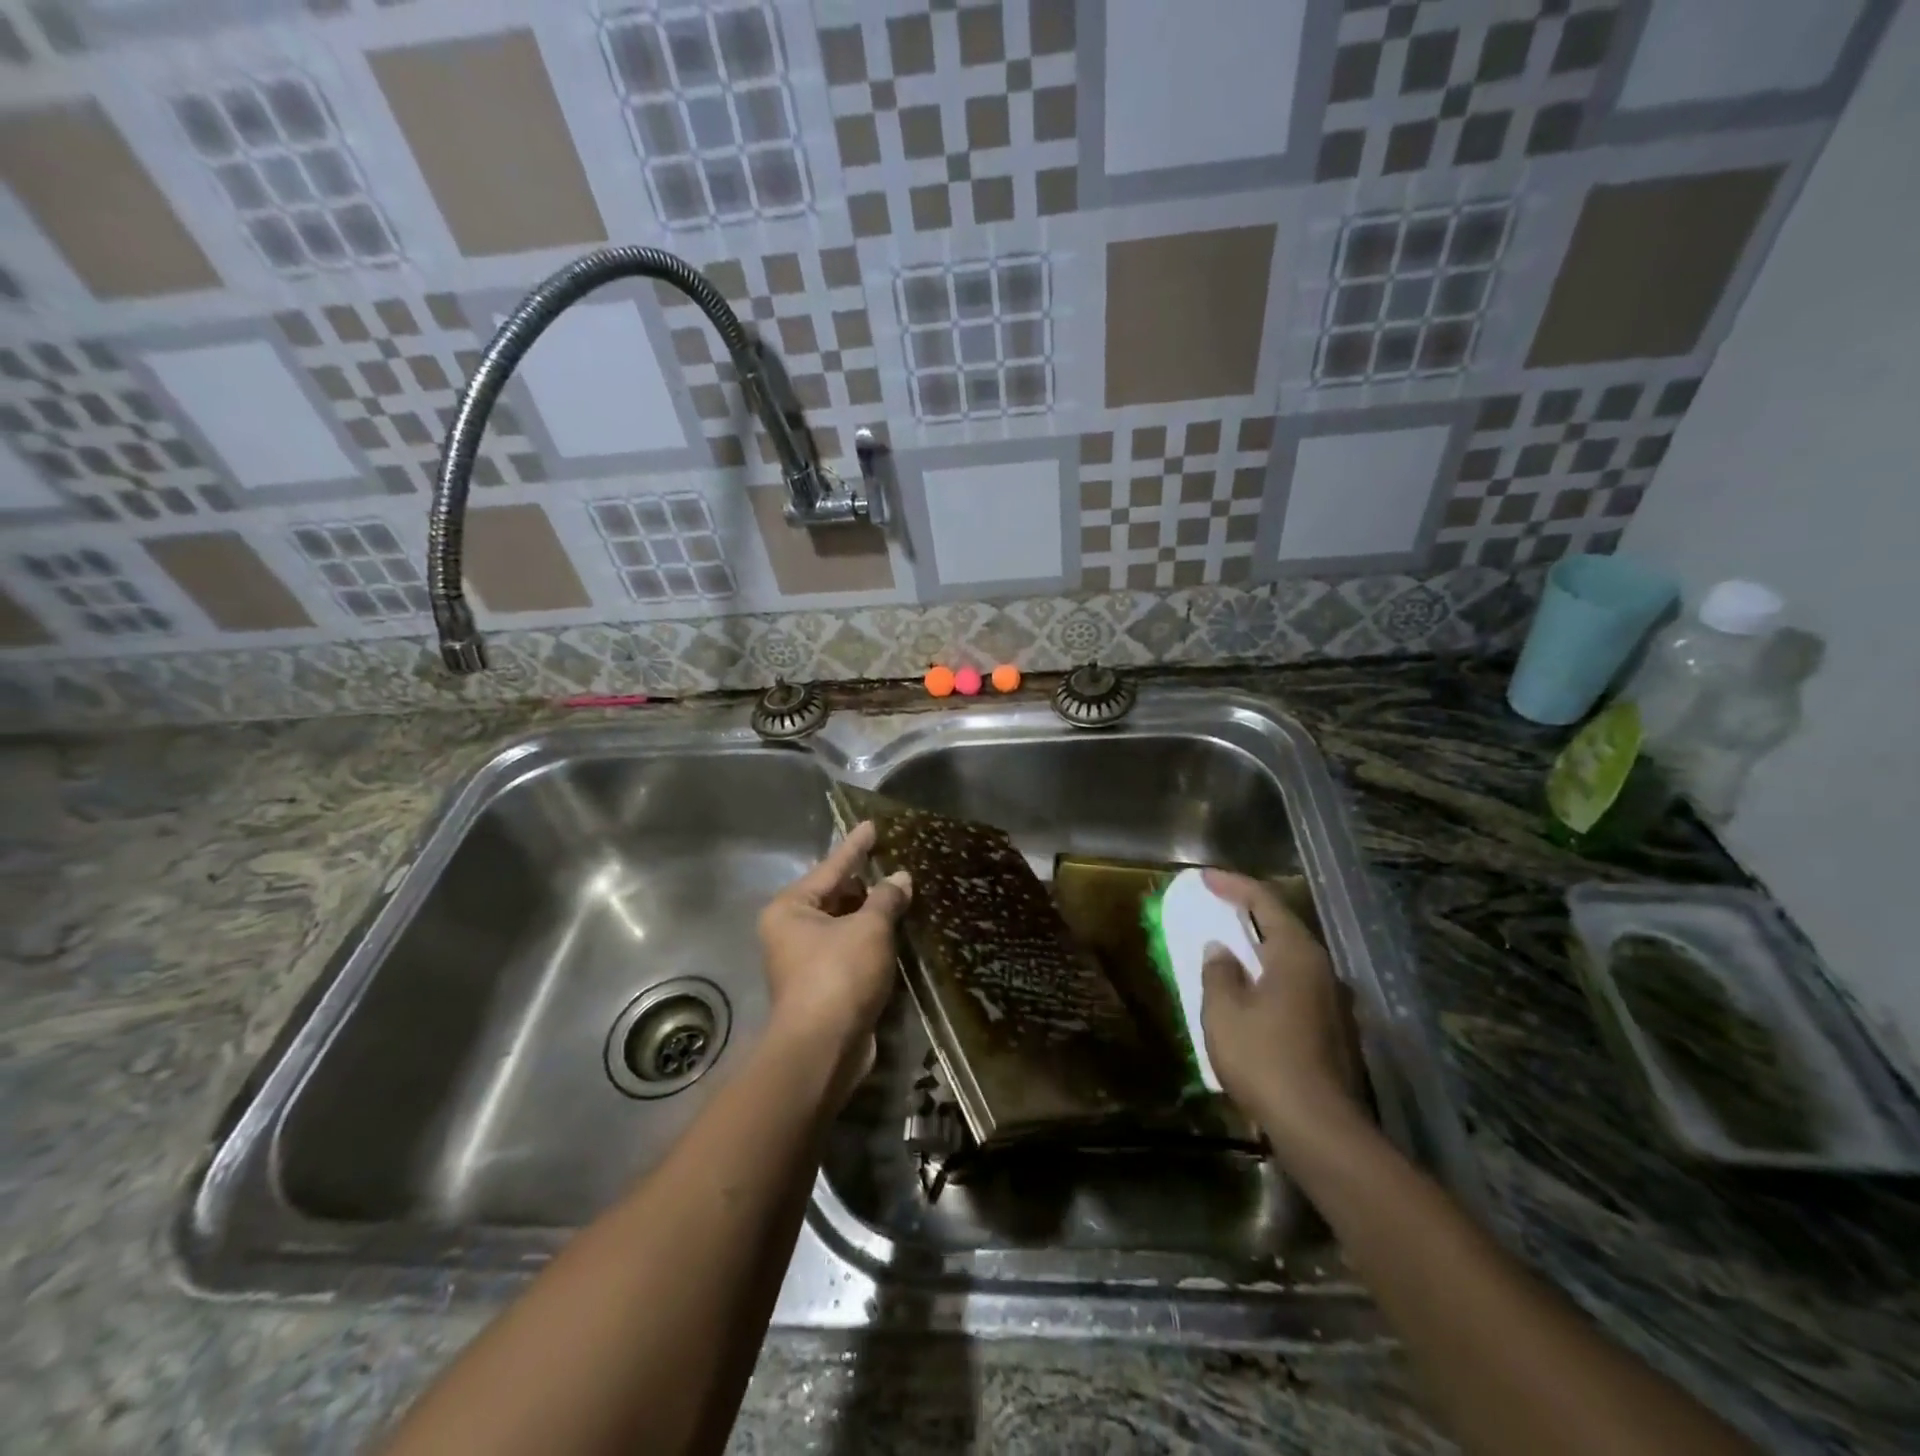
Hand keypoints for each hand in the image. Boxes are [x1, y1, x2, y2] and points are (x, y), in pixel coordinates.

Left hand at [757, 821, 911, 1096]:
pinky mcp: (826, 985)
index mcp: (791, 908)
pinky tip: (899, 928)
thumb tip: (900, 879)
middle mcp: (792, 930)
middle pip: (836, 895)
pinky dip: (873, 939)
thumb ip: (886, 898)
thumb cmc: (839, 974)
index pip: (832, 866)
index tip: (872, 825)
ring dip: (873, 912)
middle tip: (896, 859)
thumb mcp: (869, 928)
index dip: (855, 846)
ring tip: (904, 890)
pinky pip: (852, 949)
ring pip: (846, 924)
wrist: (823, 1048)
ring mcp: (807, 960)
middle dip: (867, 881)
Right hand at [1199, 871, 1365, 1152]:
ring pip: (1291, 961)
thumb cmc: (1264, 1059)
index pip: (1264, 902)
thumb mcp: (1224, 1012)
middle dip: (1248, 914)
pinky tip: (1251, 994)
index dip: (1233, 885)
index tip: (1204, 877)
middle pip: (1283, 928)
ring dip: (1260, 949)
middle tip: (1217, 907)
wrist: (1319, 1129)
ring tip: (1230, 949)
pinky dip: (1270, 978)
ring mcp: (1334, 1003)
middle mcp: (1323, 970)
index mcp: (1297, 955)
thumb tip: (1220, 950)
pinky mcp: (1335, 1032)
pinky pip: (1296, 987)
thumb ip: (1218, 973)